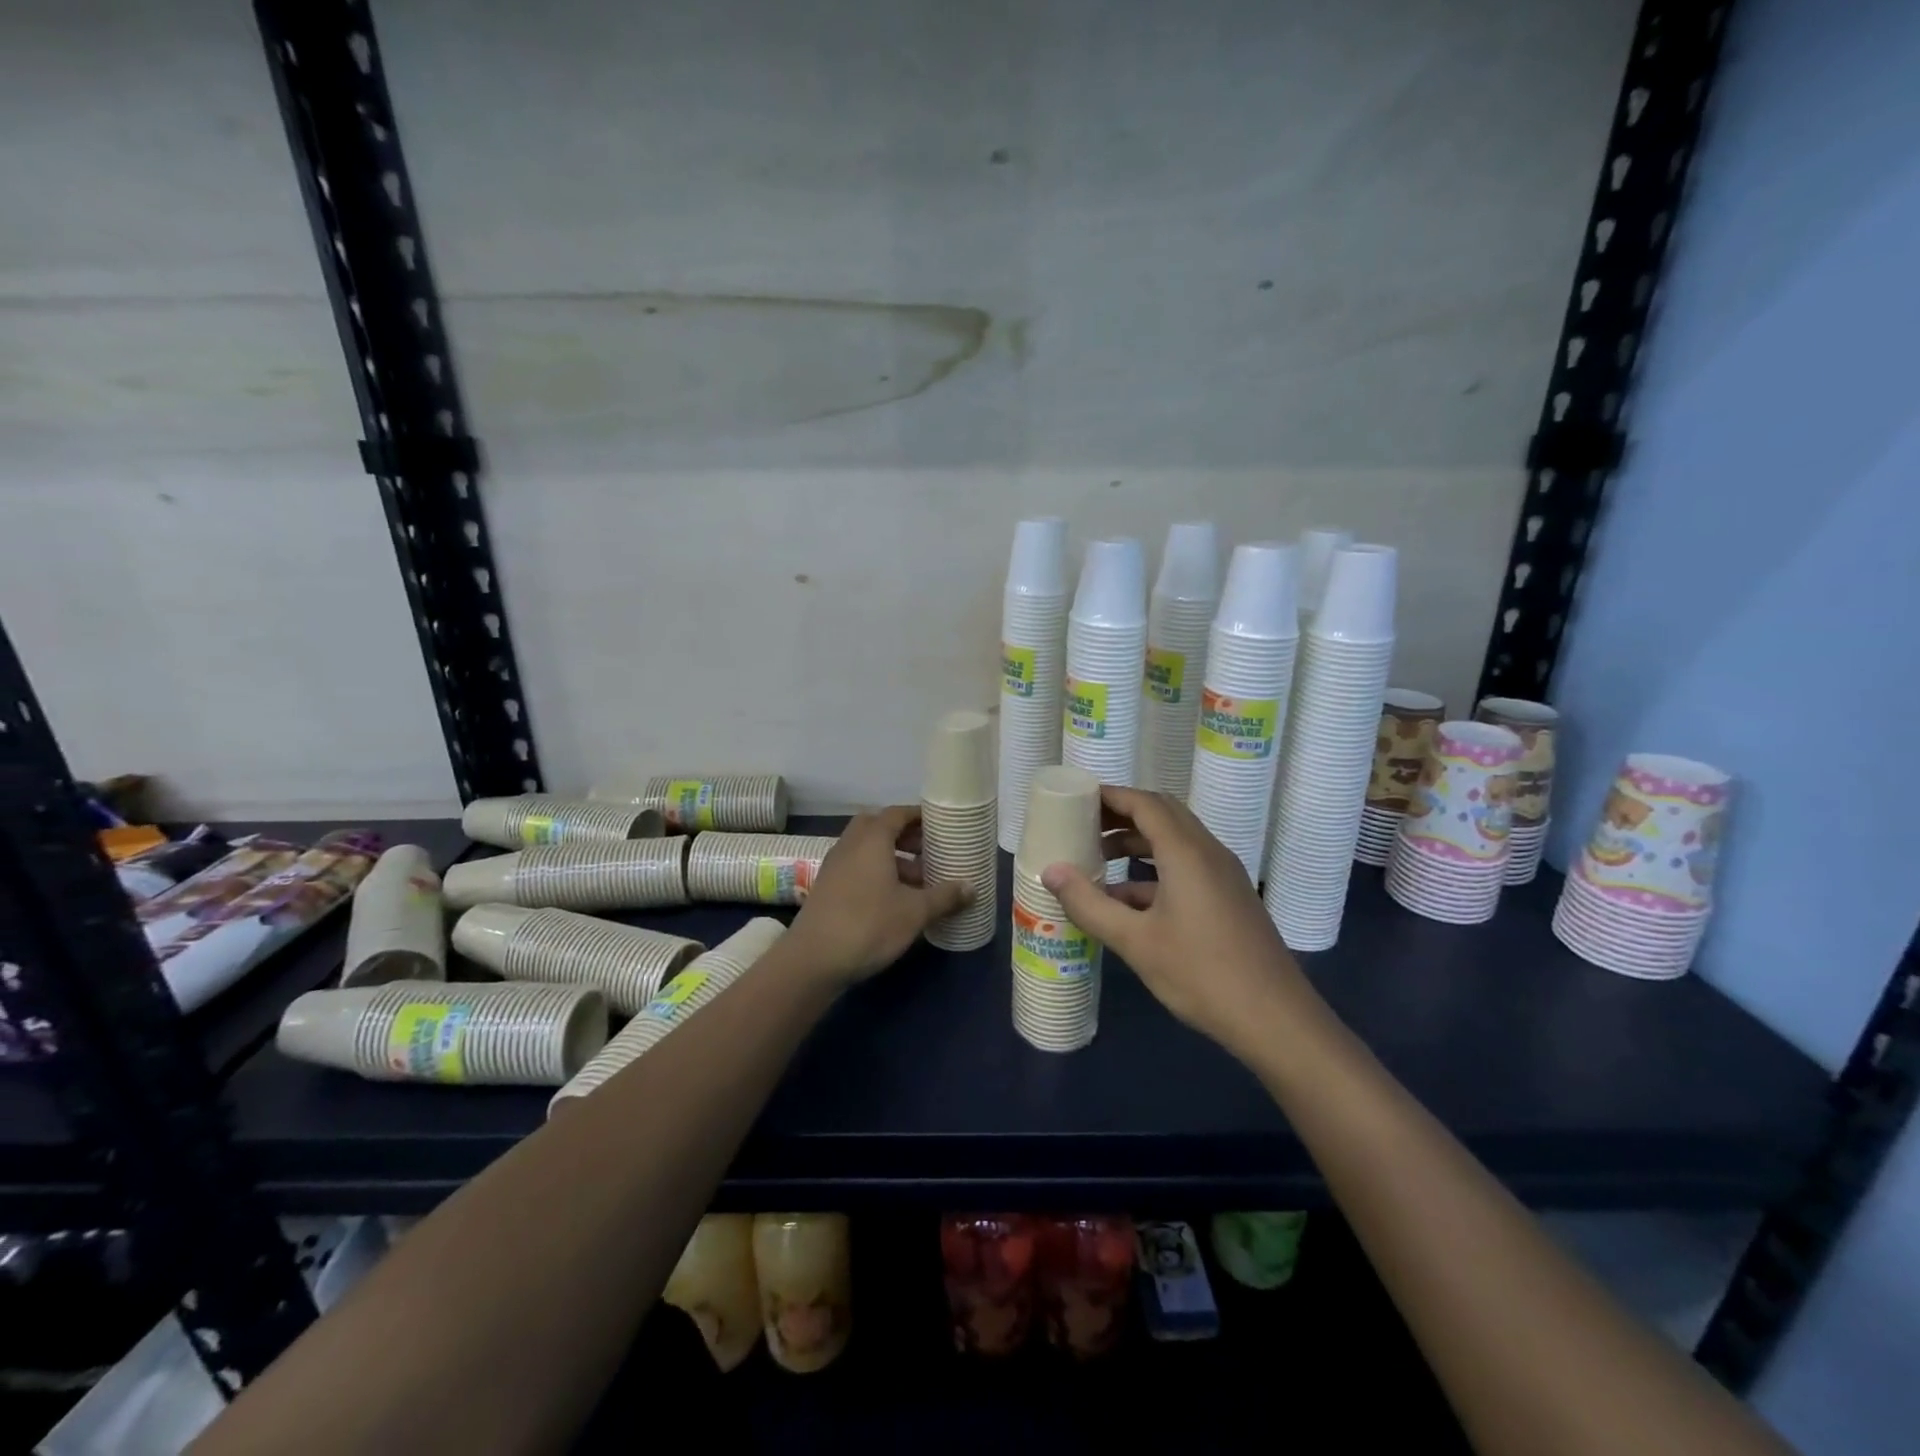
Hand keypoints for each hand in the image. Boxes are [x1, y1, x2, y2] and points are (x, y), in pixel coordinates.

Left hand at [786, 805, 971, 988]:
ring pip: (866, 850)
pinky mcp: (827, 888)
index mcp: (872, 840)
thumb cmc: (868, 925)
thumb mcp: (914, 912)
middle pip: (878, 827)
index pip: (897, 813)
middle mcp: (850, 845)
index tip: (940, 825)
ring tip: (919, 879)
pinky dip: (877, 873)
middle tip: (929, 850)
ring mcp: (834, 867)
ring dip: (892, 857)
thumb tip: (971, 888)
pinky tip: (894, 899)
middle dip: (905, 836)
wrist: (813, 960)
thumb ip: (944, 897)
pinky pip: (857, 868)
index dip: (919, 816)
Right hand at [1040, 786, 1320, 1055]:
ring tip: (1097, 861)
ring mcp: (1222, 876)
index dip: (1110, 796)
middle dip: (1121, 815)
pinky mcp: (1228, 898)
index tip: (1076, 800)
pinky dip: (1153, 872)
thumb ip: (1089, 904)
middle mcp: (1208, 853)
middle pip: (1162, 815)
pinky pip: (1186, 867)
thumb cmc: (1202, 974)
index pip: (1145, 803)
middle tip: (1083, 825)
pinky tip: (1125, 901)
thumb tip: (1050, 871)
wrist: (1275, 1020)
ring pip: (1174, 842)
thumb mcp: (1136, 941)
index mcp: (1187, 853)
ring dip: (1137, 844)